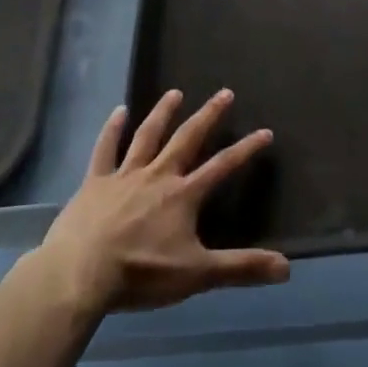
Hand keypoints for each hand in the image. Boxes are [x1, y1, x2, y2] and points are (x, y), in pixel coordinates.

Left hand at [36, 89, 289, 318]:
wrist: (80, 273)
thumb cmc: (141, 273)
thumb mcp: (197, 274)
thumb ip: (241, 268)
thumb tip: (287, 268)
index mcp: (183, 195)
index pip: (223, 166)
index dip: (246, 149)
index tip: (265, 131)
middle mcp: (158, 175)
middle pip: (187, 139)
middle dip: (208, 116)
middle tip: (224, 93)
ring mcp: (124, 175)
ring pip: (148, 136)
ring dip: (163, 113)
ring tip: (175, 93)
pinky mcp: (95, 182)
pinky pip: (105, 149)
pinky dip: (112, 129)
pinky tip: (119, 111)